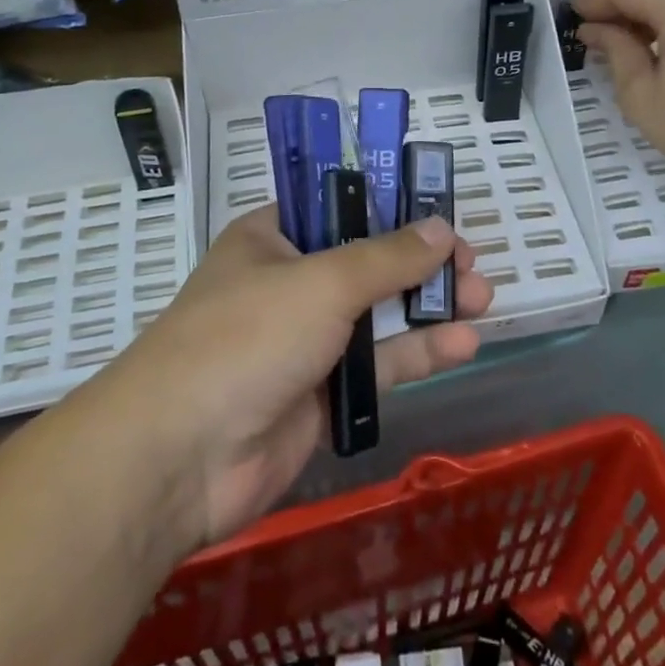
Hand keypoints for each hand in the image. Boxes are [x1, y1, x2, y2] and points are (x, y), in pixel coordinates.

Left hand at [106, 206, 491, 549]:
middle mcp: (290, 283)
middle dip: (422, 262)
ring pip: (379, 315)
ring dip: (429, 306)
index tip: (437, 213)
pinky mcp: (321, 394)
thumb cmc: (246, 338)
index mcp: (273, 239)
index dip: (390, 206)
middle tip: (472, 263)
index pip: (338, 207)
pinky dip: (418, 353)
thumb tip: (441, 228)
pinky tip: (463, 344)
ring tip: (483, 298)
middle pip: (368, 262)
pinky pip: (378, 365)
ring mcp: (305, 341)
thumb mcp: (321, 283)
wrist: (181, 459)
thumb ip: (387, 257)